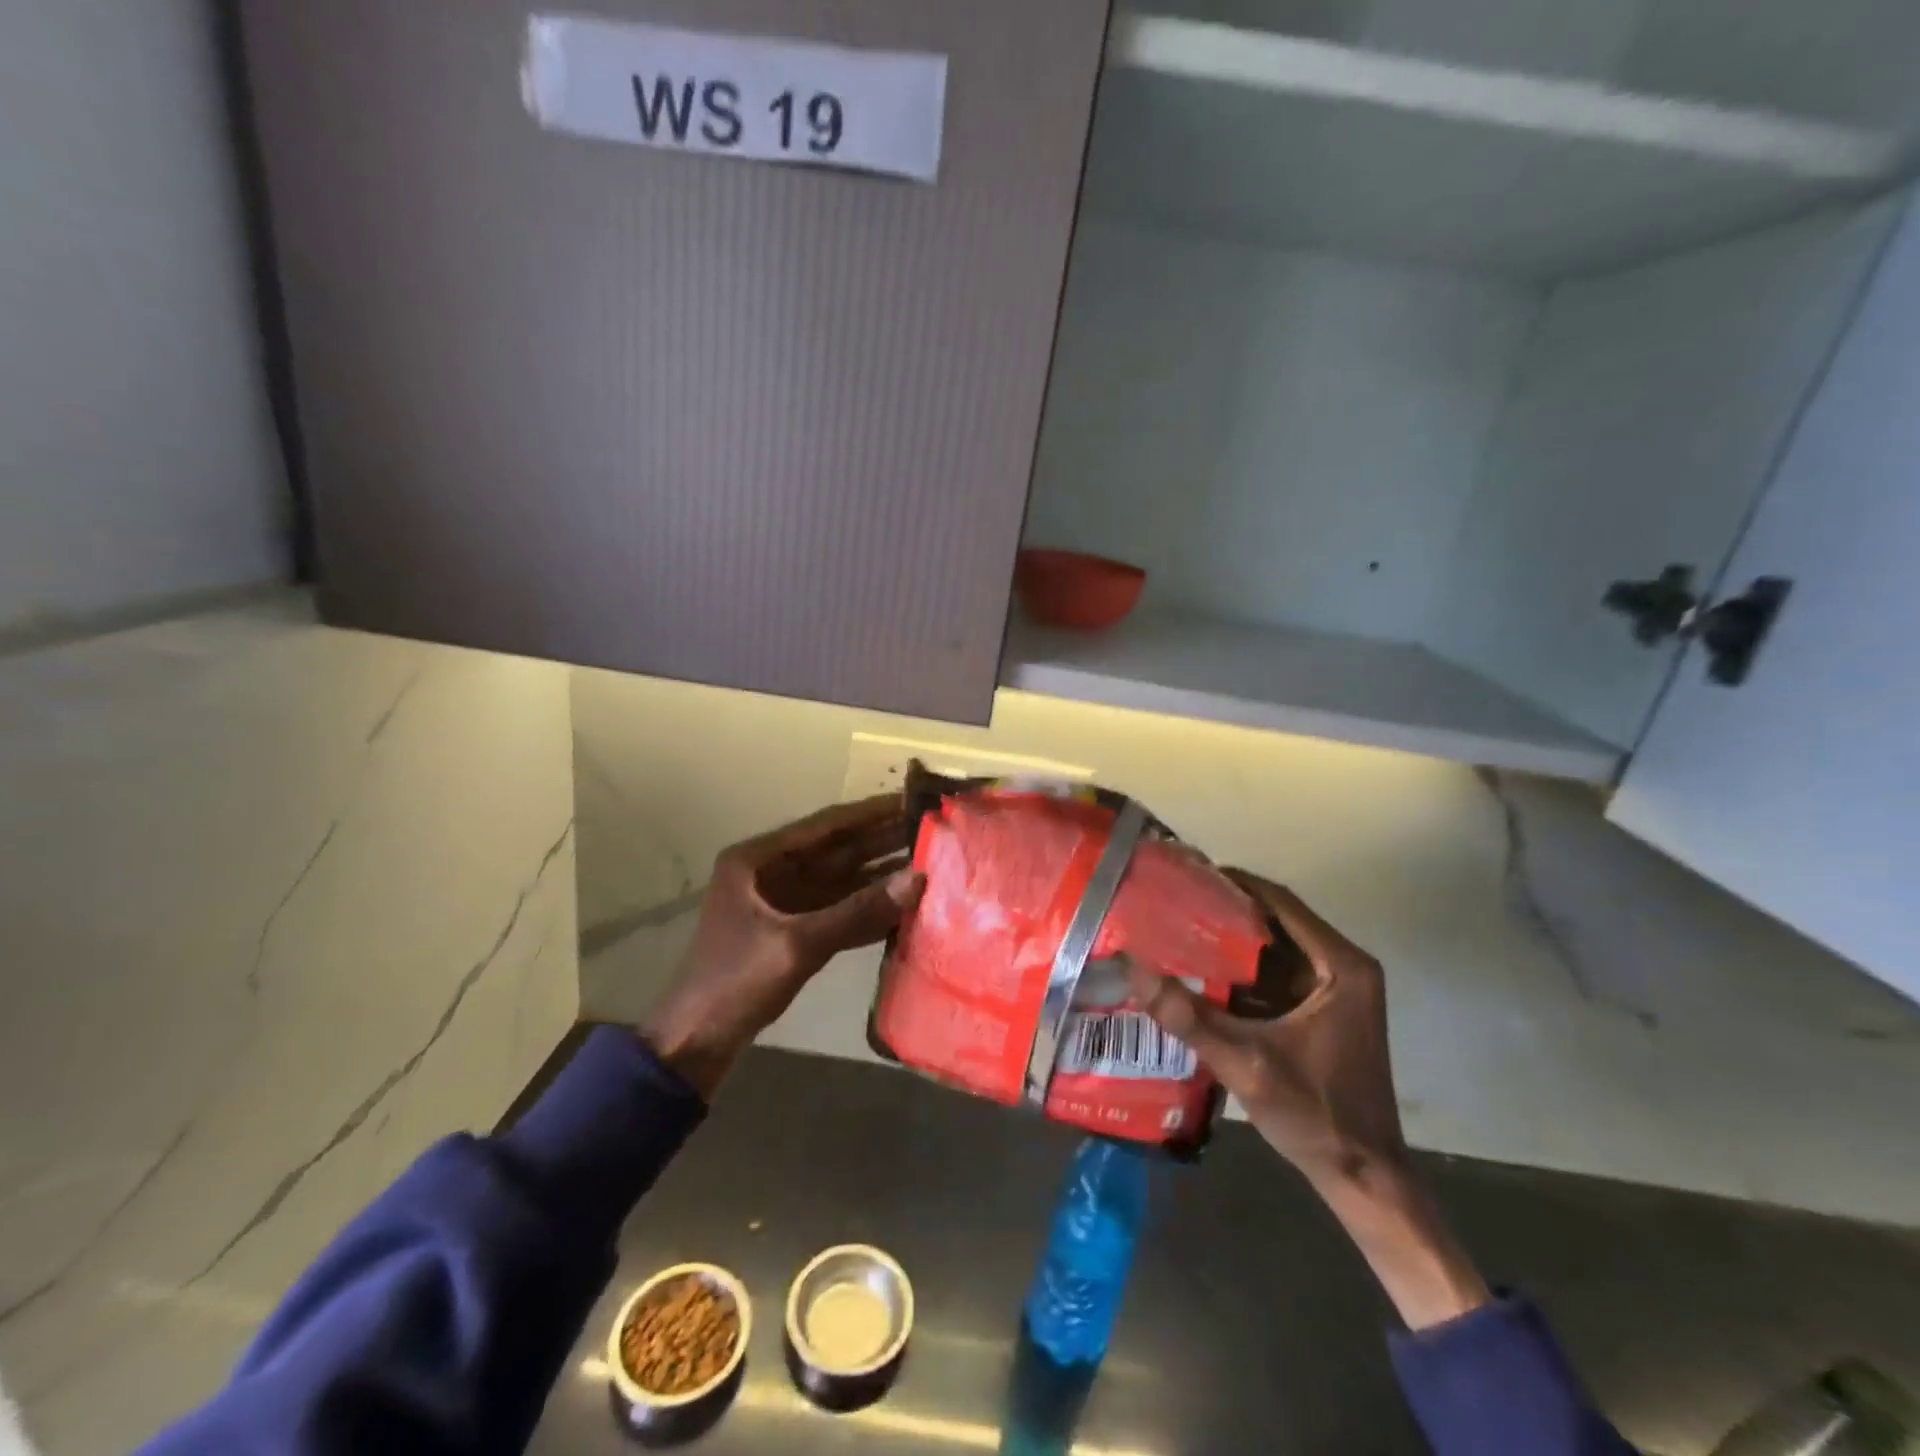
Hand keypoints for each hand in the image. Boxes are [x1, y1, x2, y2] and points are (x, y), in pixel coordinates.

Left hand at [642, 796, 922, 1097]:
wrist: (694, 1043)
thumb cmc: (735, 982)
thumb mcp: (796, 944)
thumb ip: (857, 912)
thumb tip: (918, 878)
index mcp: (758, 859)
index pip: (825, 825)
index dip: (870, 812)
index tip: (912, 800)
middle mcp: (772, 872)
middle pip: (837, 850)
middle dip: (882, 840)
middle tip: (931, 827)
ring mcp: (784, 903)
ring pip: (841, 880)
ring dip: (880, 874)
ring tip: (929, 861)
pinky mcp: (794, 931)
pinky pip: (838, 911)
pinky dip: (868, 908)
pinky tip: (903, 905)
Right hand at [1125, 870, 1403, 1188]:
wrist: (1363, 1177)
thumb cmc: (1316, 1115)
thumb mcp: (1246, 1064)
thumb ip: (1189, 1017)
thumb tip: (1134, 969)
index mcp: (1340, 967)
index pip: (1280, 902)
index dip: (1232, 884)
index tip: (1185, 875)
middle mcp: (1343, 967)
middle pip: (1276, 919)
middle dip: (1224, 908)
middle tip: (1172, 899)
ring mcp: (1335, 988)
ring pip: (1274, 945)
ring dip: (1231, 937)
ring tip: (1176, 925)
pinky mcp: (1322, 1009)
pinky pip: (1276, 972)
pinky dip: (1241, 968)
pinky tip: (1200, 969)